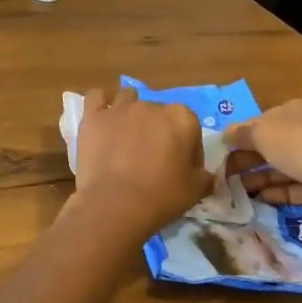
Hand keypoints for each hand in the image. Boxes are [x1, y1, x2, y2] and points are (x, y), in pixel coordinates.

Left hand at [70, 87, 209, 240]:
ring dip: (131, 113)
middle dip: (159, 131)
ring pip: (129, 99)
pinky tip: (102, 120)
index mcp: (182, 118)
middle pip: (159, 114)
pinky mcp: (94, 116)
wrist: (115, 204)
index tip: (183, 170)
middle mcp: (152, 105)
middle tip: (154, 159)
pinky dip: (100, 106)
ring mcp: (121, 108)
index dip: (189, 150)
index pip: (191, 128)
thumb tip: (207, 175)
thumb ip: (205, 176)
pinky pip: (96, 98)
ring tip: (127, 137)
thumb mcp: (195, 191)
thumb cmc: (161, 196)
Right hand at [223, 99, 301, 229]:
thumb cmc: (297, 146)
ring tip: (234, 190)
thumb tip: (225, 134)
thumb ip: (241, 133)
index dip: (241, 134)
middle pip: (270, 145)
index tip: (221, 151)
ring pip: (280, 167)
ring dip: (258, 177)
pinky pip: (292, 188)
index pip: (261, 121)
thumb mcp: (261, 133)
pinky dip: (275, 192)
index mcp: (293, 111)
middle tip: (223, 174)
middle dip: (247, 159)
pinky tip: (258, 199)